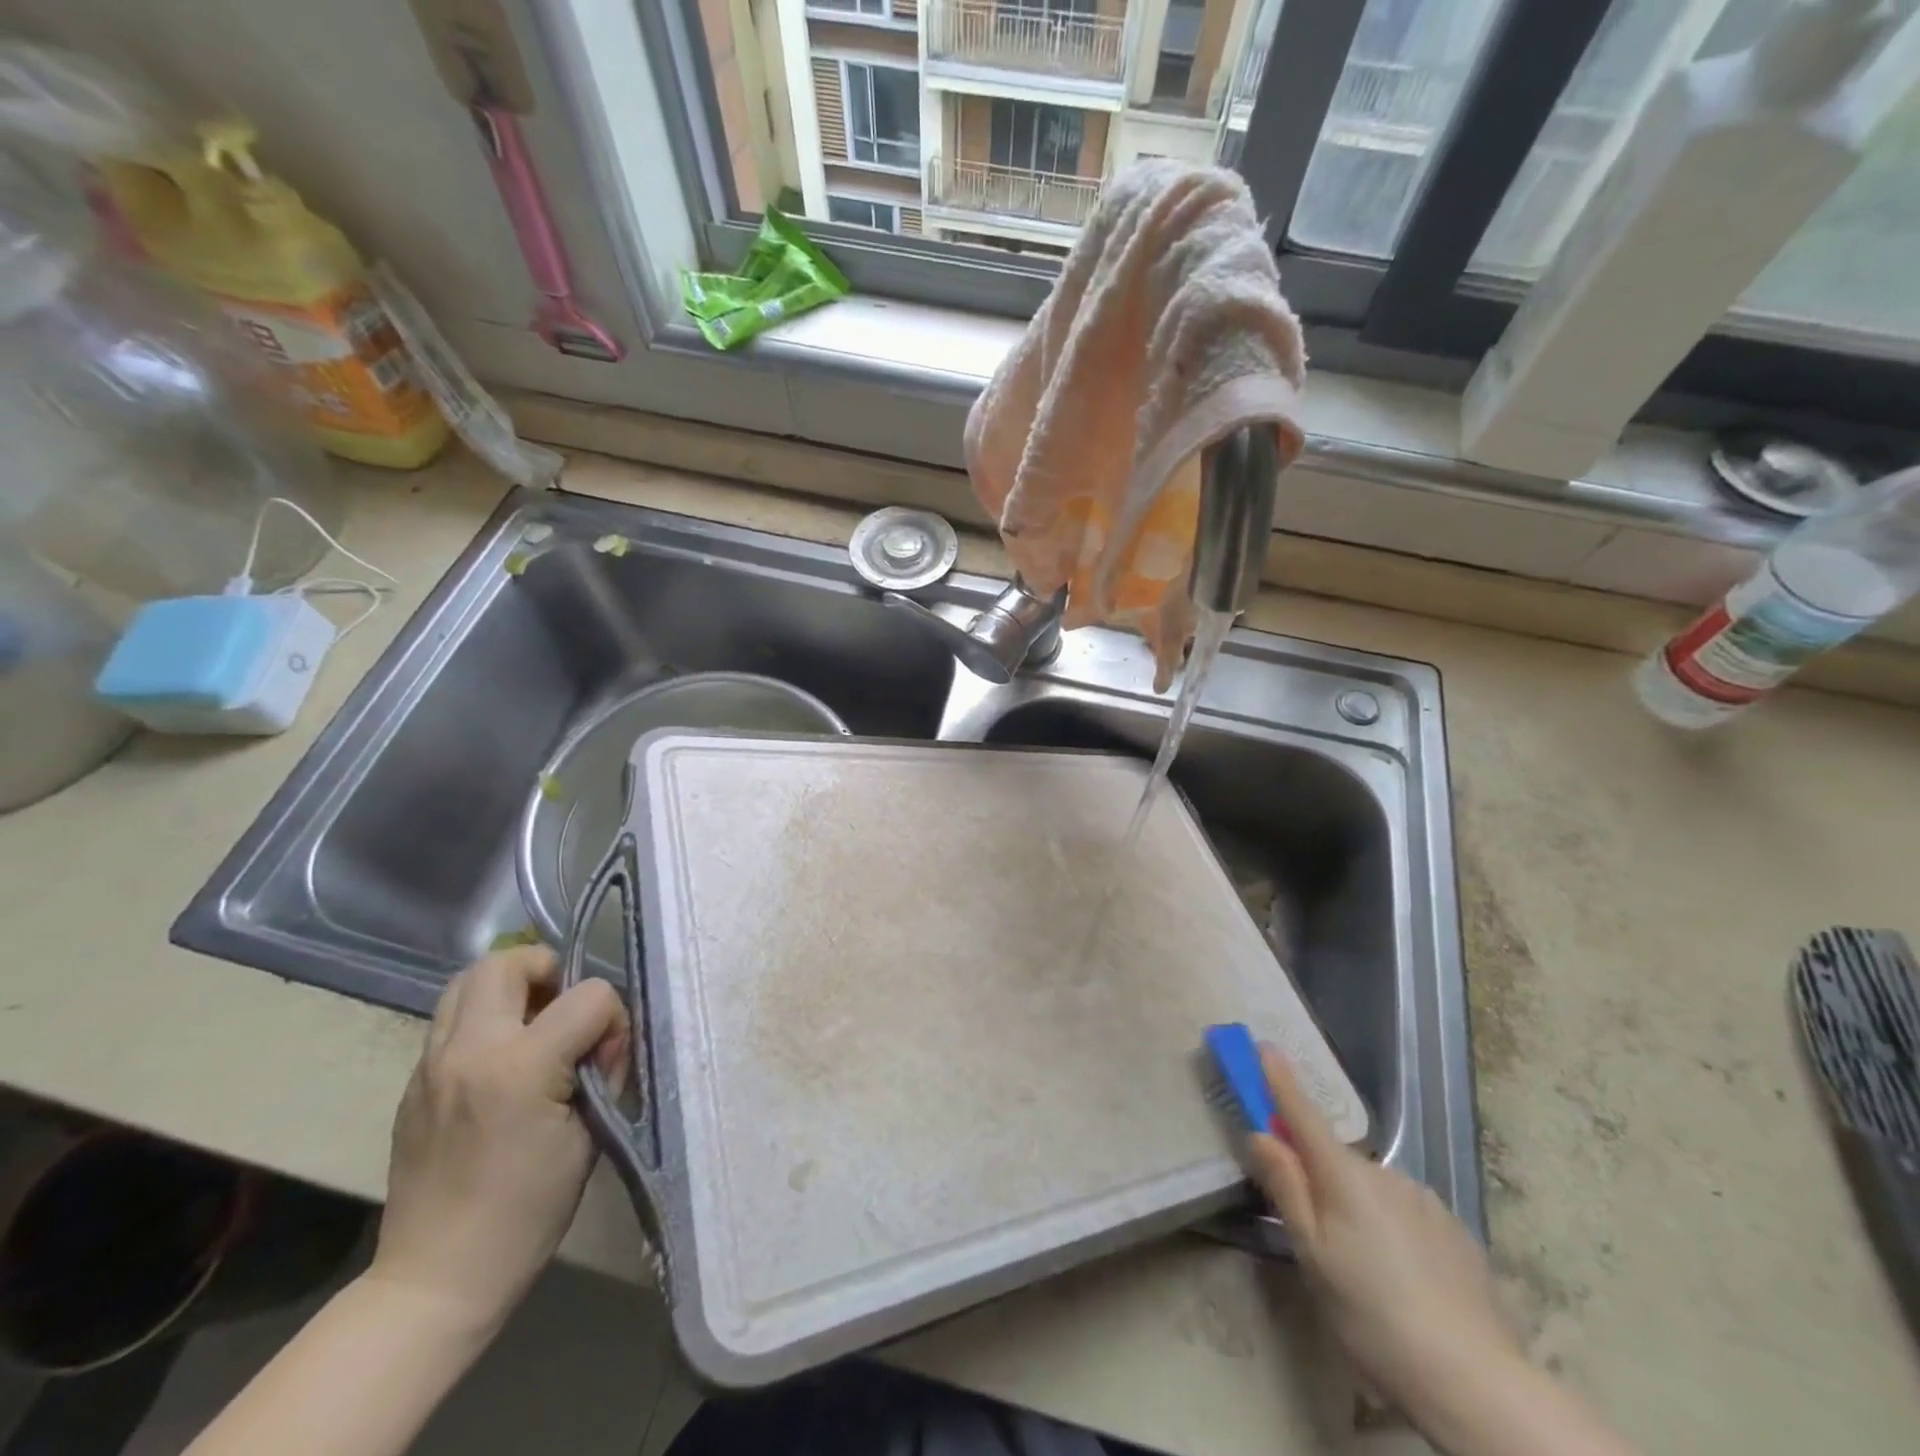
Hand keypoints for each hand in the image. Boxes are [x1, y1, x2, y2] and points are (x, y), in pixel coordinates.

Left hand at [370, 946, 627, 1332]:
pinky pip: (451, 1020)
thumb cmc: (527, 1211)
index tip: (609, 1060)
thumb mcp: (588, 1135)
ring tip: (532, 1025)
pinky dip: (484, 1019)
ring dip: (509, 987)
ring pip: (467, 980)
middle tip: (565, 1010)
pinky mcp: (413, 1082)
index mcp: (520, 1067)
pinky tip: (502, 1061)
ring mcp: (430, 1065)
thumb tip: (600, 1039)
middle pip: (508, 962)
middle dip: (549, 971)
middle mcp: (468, 1051)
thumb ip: (599, 1070)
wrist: (437, 1277)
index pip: (589, 995)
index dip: (612, 1019)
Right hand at [1245, 1044, 1523, 1428]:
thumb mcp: (1312, 1255)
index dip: (1280, 1080)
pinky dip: (1391, 1229)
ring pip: (1372, 1189)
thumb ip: (1286, 1188)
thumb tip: (1261, 1134)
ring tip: (1364, 1271)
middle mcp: (1385, 1173)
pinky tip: (1402, 1278)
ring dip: (1356, 1207)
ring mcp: (1425, 1199)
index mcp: (1344, 1176)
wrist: (1475, 1380)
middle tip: (1314, 1233)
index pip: (1302, 1113)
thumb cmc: (1372, 1315)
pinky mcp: (1455, 1231)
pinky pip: (1405, 1213)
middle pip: (1335, 1159)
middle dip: (1317, 1177)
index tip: (1265, 1046)